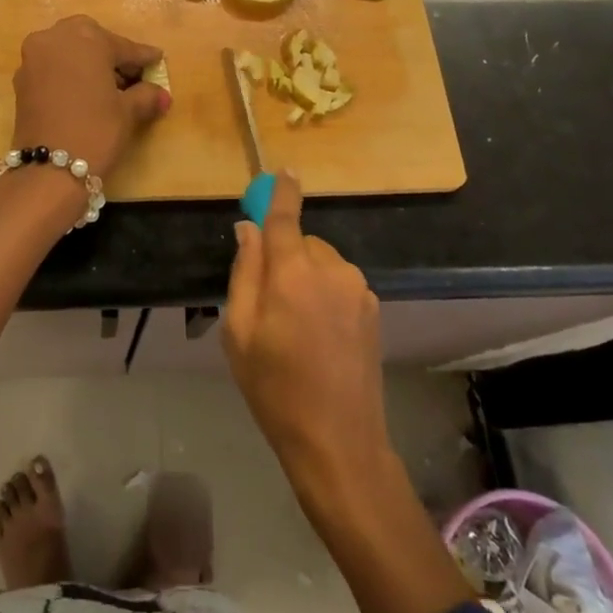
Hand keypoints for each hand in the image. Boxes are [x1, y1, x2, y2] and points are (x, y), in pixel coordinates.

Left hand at [10, 15, 170, 179]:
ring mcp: (33, 58)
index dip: (143, 58)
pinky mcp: (21, 80)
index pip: (123, 47)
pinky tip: (85, 94)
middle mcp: (55, 38)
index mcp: (86, 38)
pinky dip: (69, 74)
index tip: (157, 60)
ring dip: (88, 62)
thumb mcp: (128, 112)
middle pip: (91, 40)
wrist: (48, 170)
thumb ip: (146, 95)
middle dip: (111, 54)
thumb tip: (161, 94)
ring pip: (68, 51)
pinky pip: (52, 67)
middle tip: (130, 75)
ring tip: (109, 87)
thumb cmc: (96, 131)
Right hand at [222, 174, 389, 494]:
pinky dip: (324, 292)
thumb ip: (244, 273)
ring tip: (294, 326)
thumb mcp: (239, 333)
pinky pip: (339, 282)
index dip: (282, 191)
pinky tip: (319, 334)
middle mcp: (331, 270)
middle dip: (283, 256)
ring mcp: (358, 288)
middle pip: (301, 241)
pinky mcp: (373, 307)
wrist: (339, 441)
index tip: (283, 170)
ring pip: (321, 262)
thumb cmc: (275, 389)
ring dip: (305, 276)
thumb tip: (248, 230)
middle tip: (267, 302)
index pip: (285, 217)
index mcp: (293, 273)